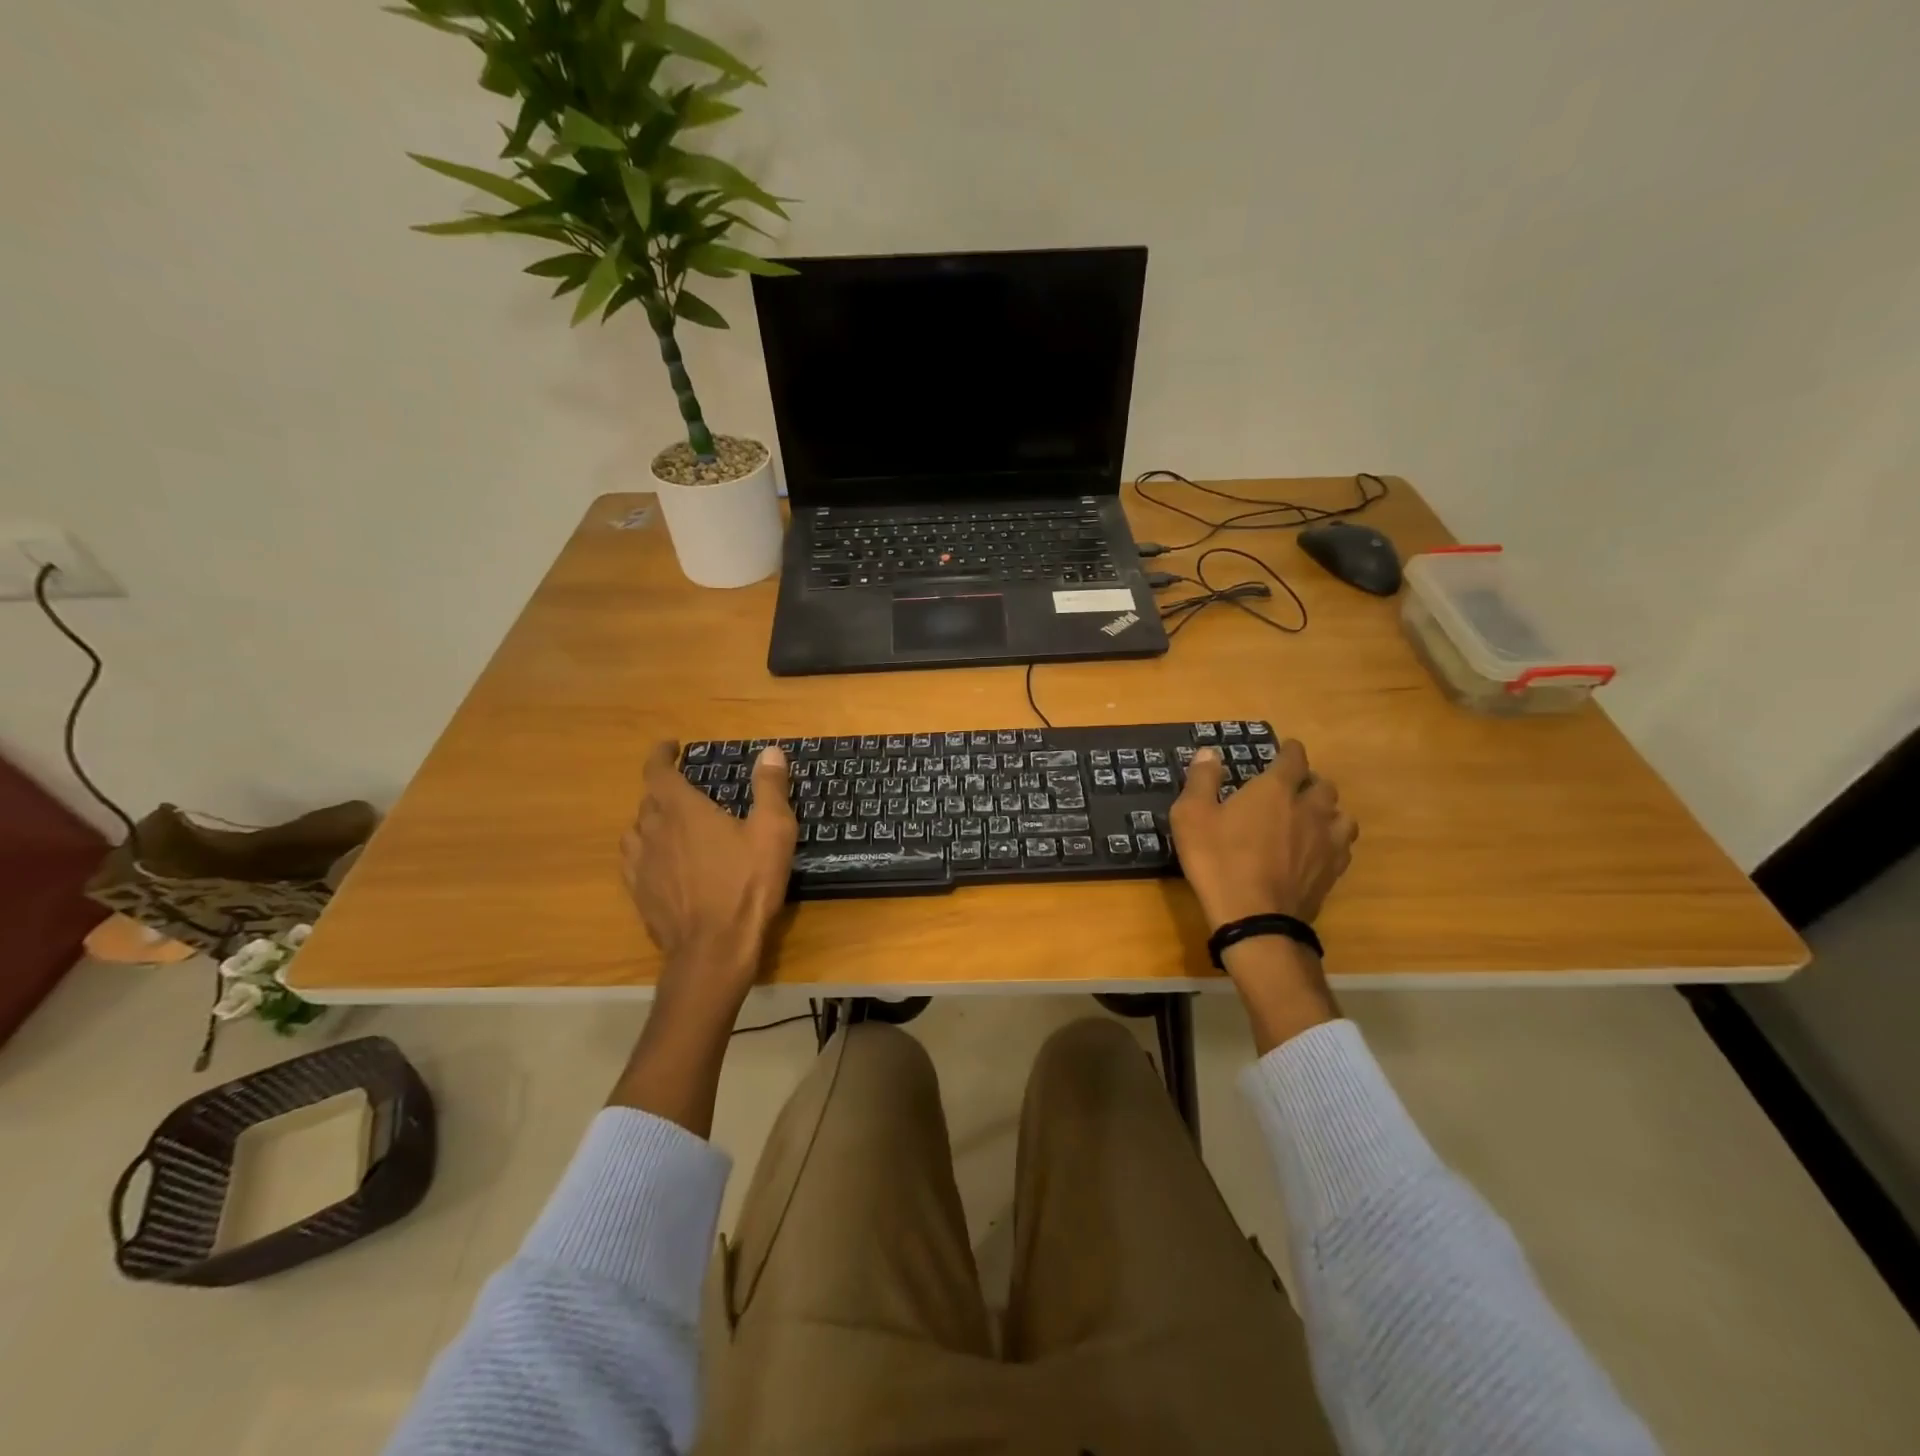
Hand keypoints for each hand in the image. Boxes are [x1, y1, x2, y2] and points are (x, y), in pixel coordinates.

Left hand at [620, 741, 796, 1005]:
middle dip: (664, 789)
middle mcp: (654, 831)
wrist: (714, 948)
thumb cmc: (747, 884)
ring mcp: (641, 865)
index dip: (661, 755)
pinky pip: (633, 861)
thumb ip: (770, 788)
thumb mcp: (772, 831)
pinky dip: (645, 851)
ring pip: (636, 831)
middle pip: (649, 800)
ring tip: (671, 825)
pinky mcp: (639, 894)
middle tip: (687, 791)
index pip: (657, 771)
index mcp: (683, 810)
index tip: (670, 746)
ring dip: (651, 821)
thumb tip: (770, 752)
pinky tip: (661, 862)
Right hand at [1169, 741, 1357, 931]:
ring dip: (1328, 811)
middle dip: (1310, 781)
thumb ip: (1201, 780)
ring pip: (1341, 815)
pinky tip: (1319, 850)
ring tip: (1313, 818)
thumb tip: (1209, 753)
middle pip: (1323, 785)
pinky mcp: (1333, 871)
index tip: (1287, 749)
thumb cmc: (1218, 860)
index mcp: (1275, 790)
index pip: (1294, 759)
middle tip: (1294, 788)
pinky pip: (1343, 846)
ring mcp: (1326, 842)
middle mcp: (1309, 809)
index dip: (1290, 751)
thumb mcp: (1191, 816)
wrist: (1254, 918)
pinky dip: (1333, 841)